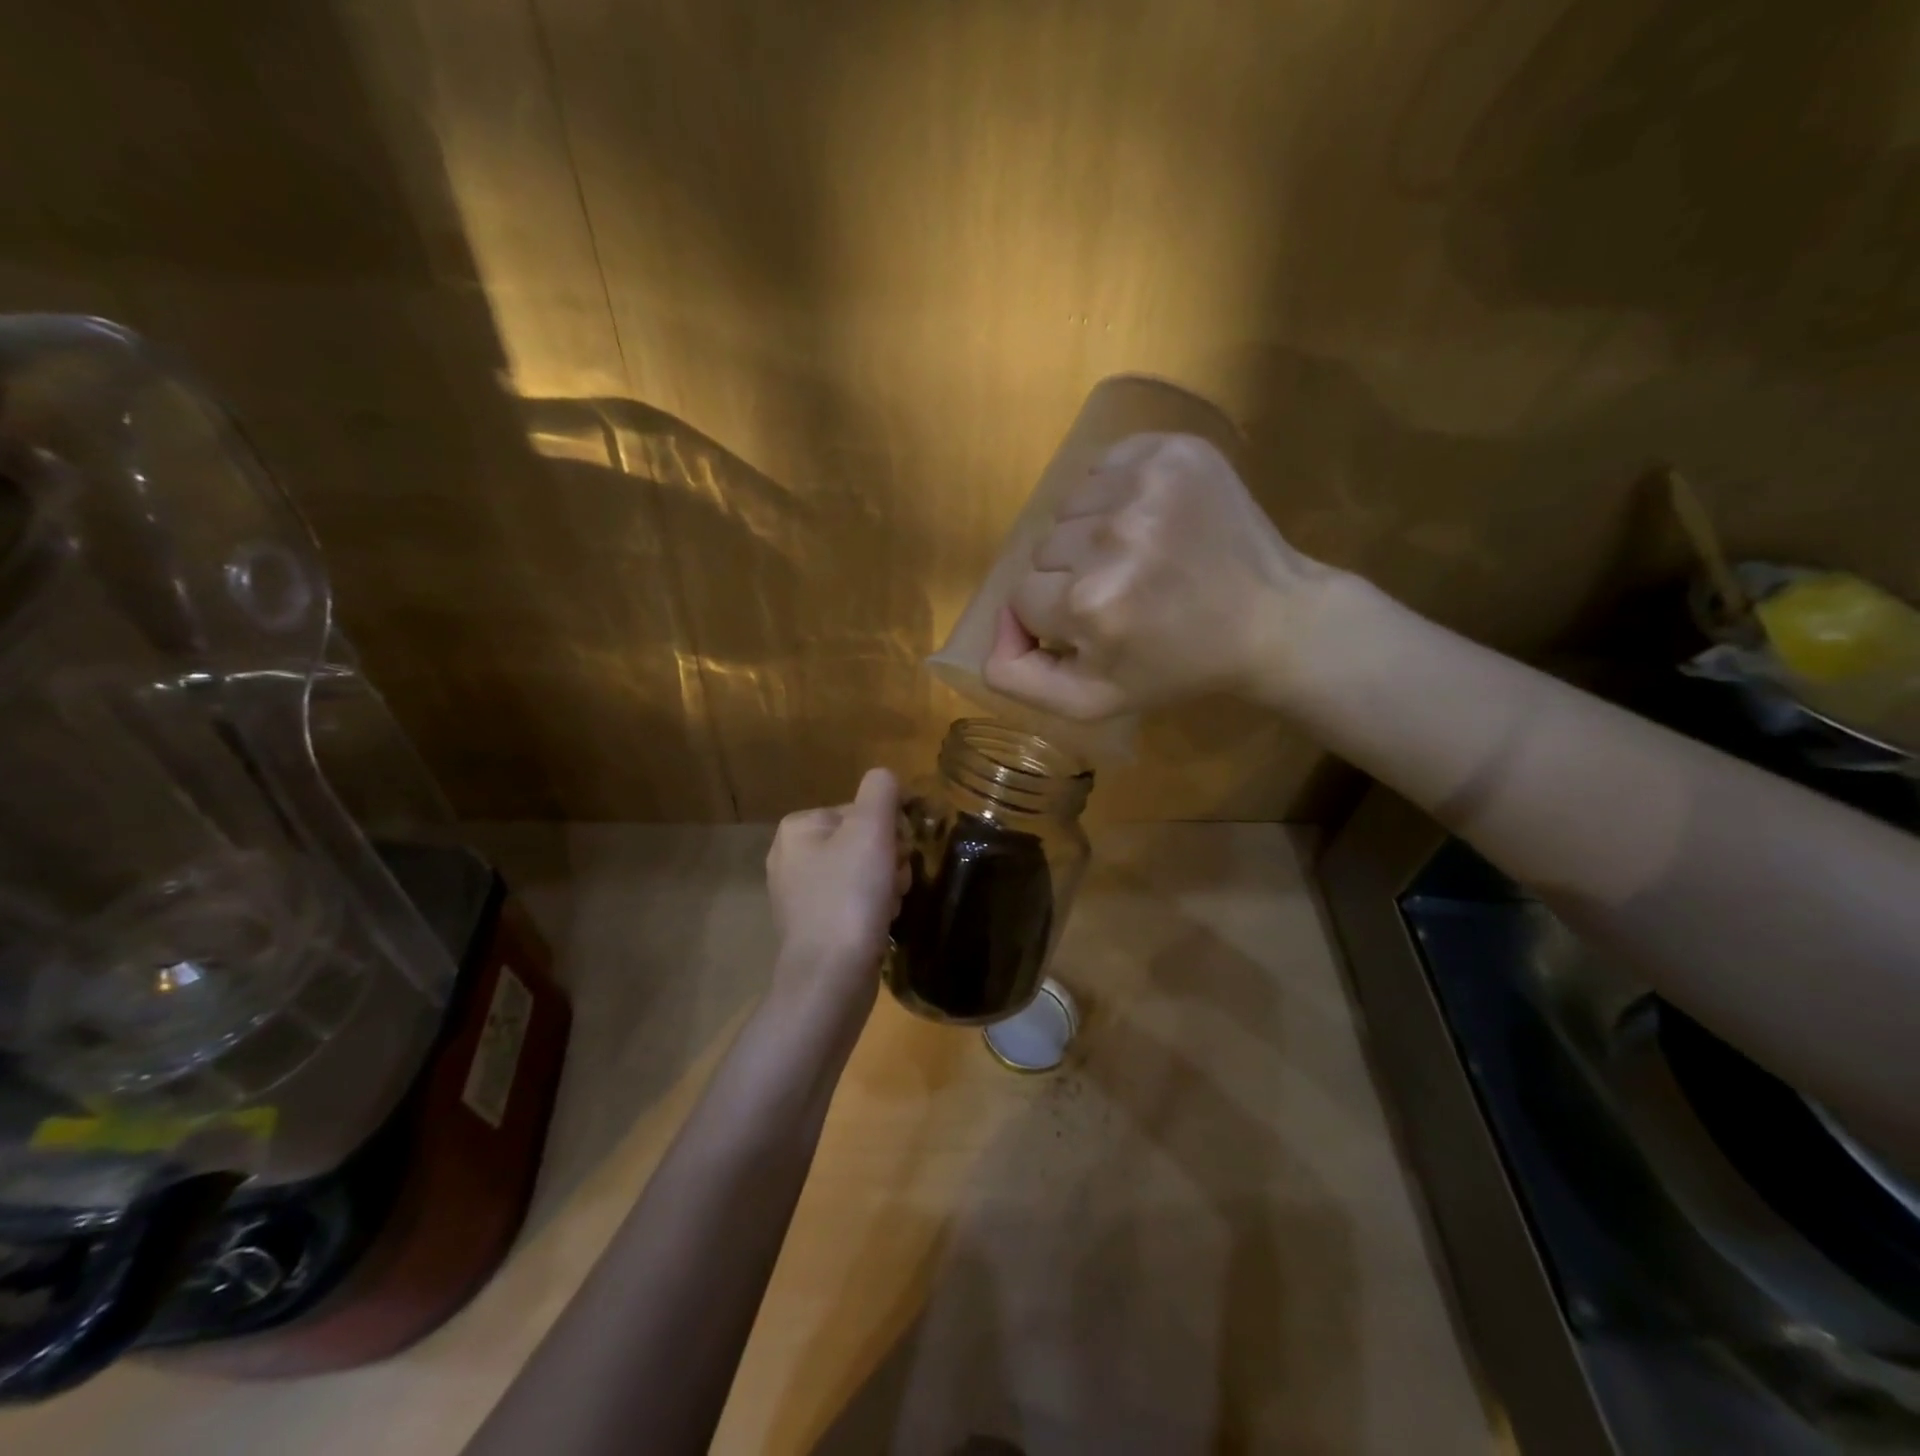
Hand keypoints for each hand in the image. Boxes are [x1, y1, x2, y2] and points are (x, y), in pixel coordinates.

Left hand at [766, 768, 909, 1011]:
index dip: (889, 831)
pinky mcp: (811, 927)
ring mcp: (798, 895)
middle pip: (862, 841)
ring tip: (888, 906)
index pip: (861, 811)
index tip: (898, 855)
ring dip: (885, 885)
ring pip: (861, 872)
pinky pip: (852, 902)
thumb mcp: (871, 830)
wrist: (830, 979)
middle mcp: (790, 857)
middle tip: (894, 884)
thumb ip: (881, 791)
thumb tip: (887, 779)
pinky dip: (872, 909)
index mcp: (797, 828)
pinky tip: (879, 924)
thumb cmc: (850, 897)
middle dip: (888, 860)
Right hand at [983, 432, 1332, 717]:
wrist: (1269, 619)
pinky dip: (1113, 493)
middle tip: (1124, 595)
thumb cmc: (1175, 667)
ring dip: (1090, 534)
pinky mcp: (1173, 449)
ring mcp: (1146, 484)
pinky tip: (1148, 520)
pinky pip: (1102, 466)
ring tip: (1139, 557)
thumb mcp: (1091, 701)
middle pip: (1043, 551)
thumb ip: (1018, 677)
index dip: (1054, 618)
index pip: (1022, 599)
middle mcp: (1112, 537)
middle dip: (1070, 577)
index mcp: (1090, 605)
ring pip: (1069, 508)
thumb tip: (994, 629)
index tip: (1099, 627)